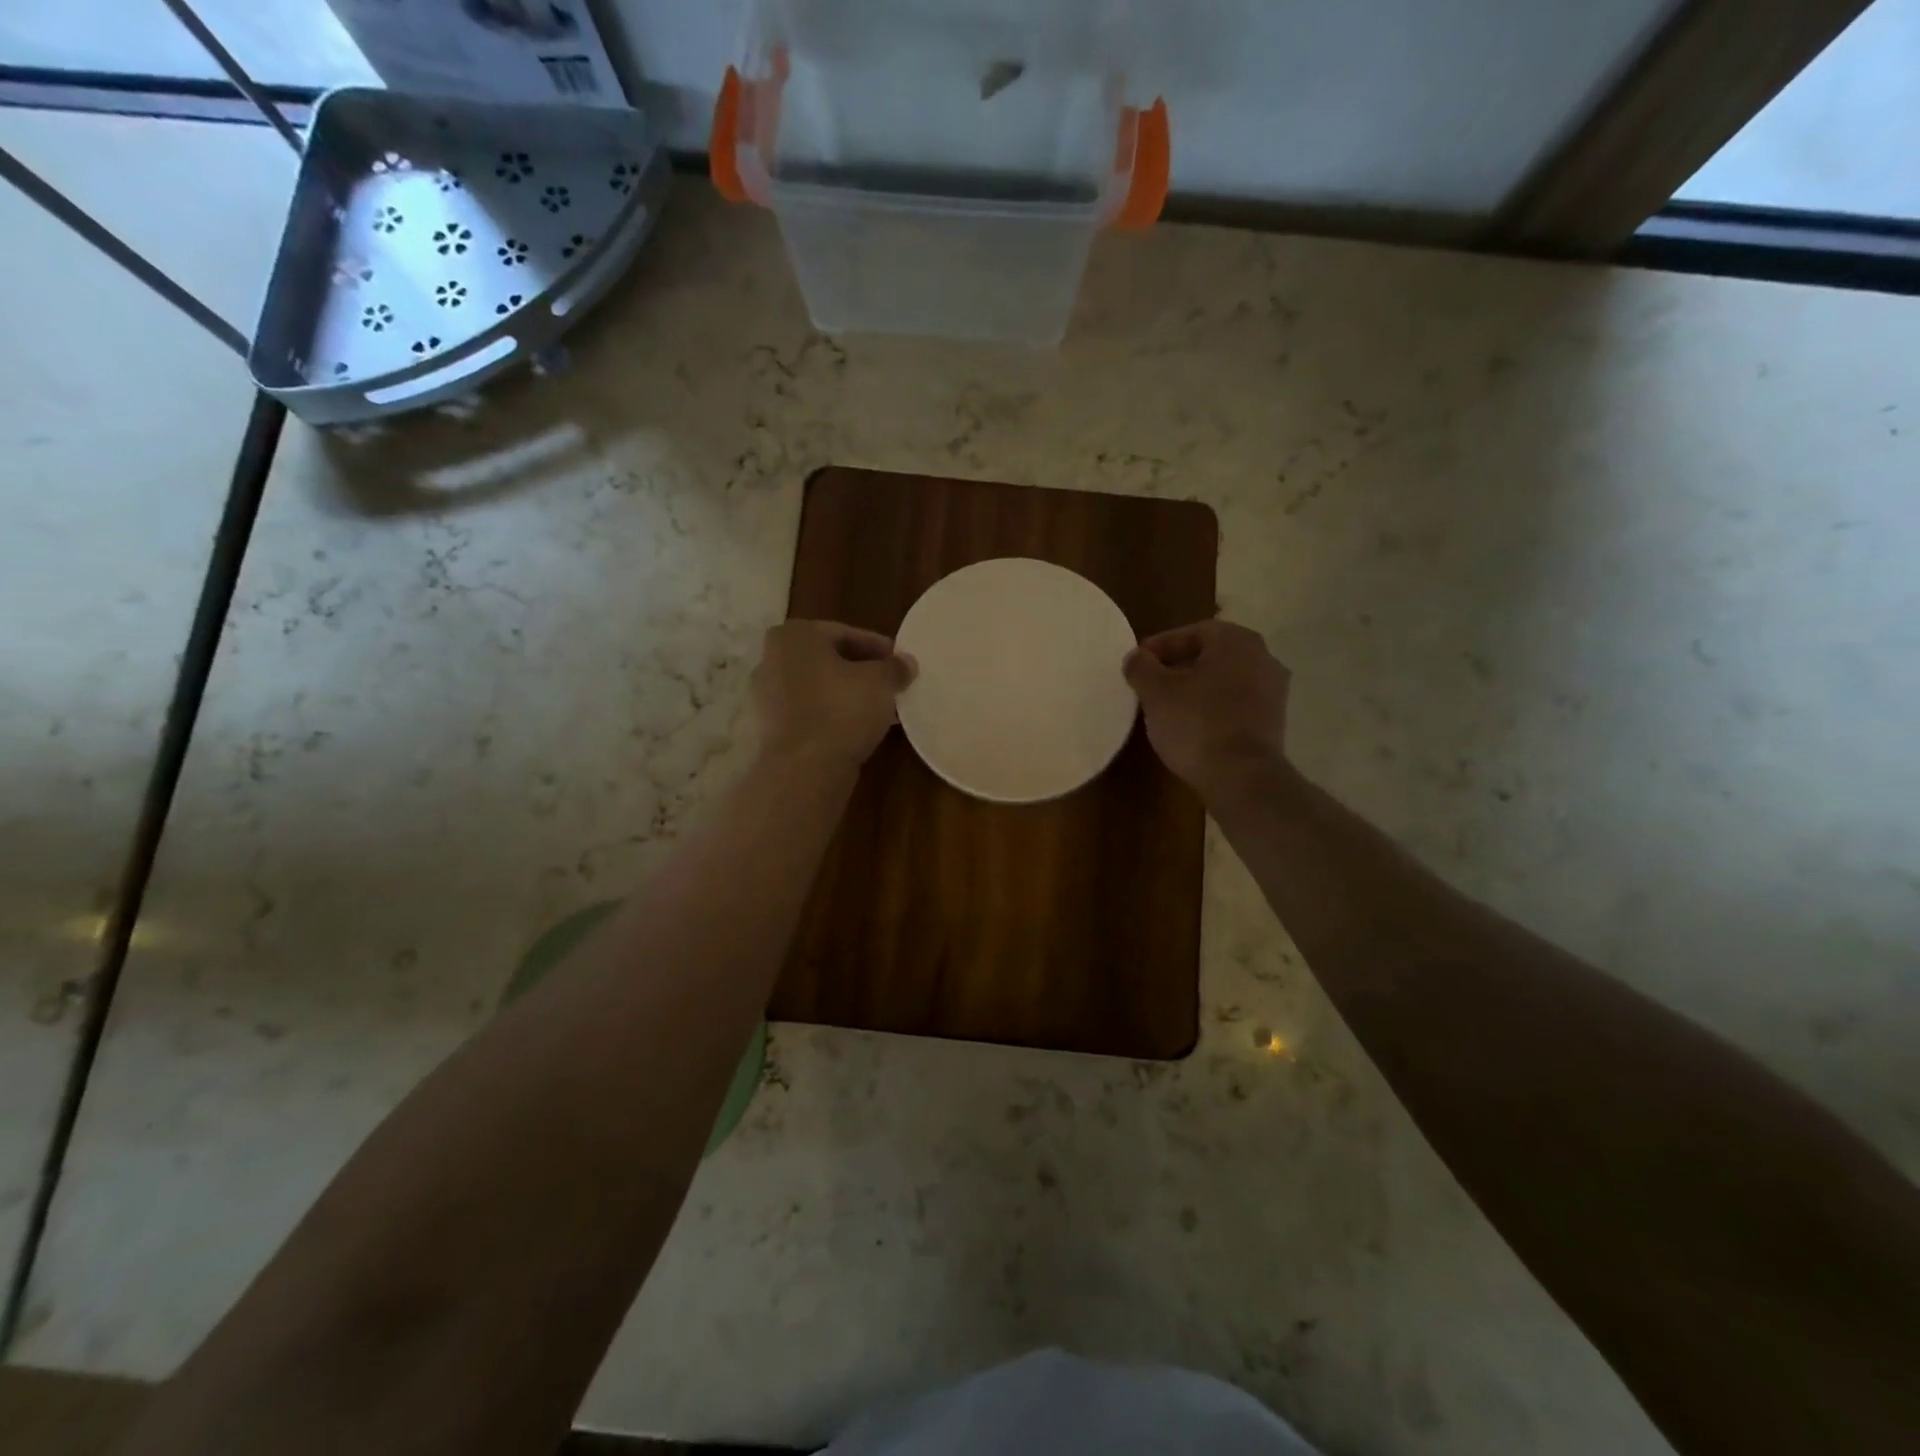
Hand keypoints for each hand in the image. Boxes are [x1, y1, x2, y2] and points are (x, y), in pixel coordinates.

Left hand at [752, 620, 916, 770]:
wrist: (804, 769)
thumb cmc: (842, 710)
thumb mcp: (881, 682)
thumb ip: (895, 667)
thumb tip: (906, 662)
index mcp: (794, 636)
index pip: (844, 633)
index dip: (877, 647)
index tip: (899, 661)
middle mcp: (772, 660)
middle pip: (827, 660)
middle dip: (860, 671)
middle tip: (890, 684)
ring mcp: (766, 697)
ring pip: (818, 688)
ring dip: (847, 695)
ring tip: (880, 709)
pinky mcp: (769, 729)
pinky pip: (809, 713)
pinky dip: (831, 716)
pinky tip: (858, 729)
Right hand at [1123, 619, 1290, 799]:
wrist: (1242, 777)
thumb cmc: (1196, 723)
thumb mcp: (1156, 692)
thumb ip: (1141, 667)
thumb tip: (1136, 657)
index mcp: (1236, 641)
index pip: (1192, 632)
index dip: (1160, 646)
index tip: (1138, 663)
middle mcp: (1263, 657)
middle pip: (1211, 655)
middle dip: (1179, 666)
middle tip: (1151, 683)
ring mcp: (1273, 691)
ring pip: (1225, 680)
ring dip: (1197, 688)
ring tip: (1168, 706)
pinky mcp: (1273, 721)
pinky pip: (1236, 704)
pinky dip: (1213, 708)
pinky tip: (1192, 725)